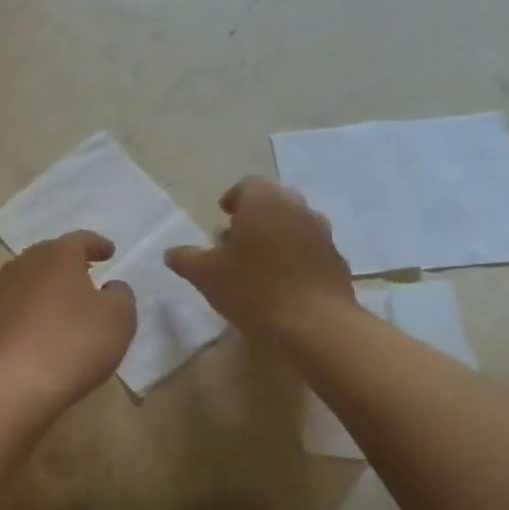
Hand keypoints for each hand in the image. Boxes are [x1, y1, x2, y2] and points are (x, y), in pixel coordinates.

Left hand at [0, 231, 137, 413]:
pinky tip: (47, 327)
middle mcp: (24, 264)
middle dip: (71, 263)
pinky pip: (21, 305)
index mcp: (56, 255)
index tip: (110, 251)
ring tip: (68, 302)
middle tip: (89, 273)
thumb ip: (120, 295)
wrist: (15, 384)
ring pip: (33, 279)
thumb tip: (110, 288)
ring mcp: (2, 292)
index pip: (81, 240)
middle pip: (51, 256)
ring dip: (51, 286)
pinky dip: (36, 310)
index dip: (98, 245)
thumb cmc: (75, 342)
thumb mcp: (119, 318)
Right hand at [165, 177, 354, 340]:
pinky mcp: (337, 261)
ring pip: (296, 224)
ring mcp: (322, 235)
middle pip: (275, 201)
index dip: (233, 197)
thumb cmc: (253, 289)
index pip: (248, 184)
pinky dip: (297, 257)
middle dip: (256, 215)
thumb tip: (171, 252)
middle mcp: (297, 209)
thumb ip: (185, 258)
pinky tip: (284, 283)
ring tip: (260, 262)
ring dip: (278, 235)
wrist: (316, 324)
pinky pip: (312, 250)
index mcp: (264, 203)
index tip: (222, 216)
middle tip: (237, 239)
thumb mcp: (205, 275)